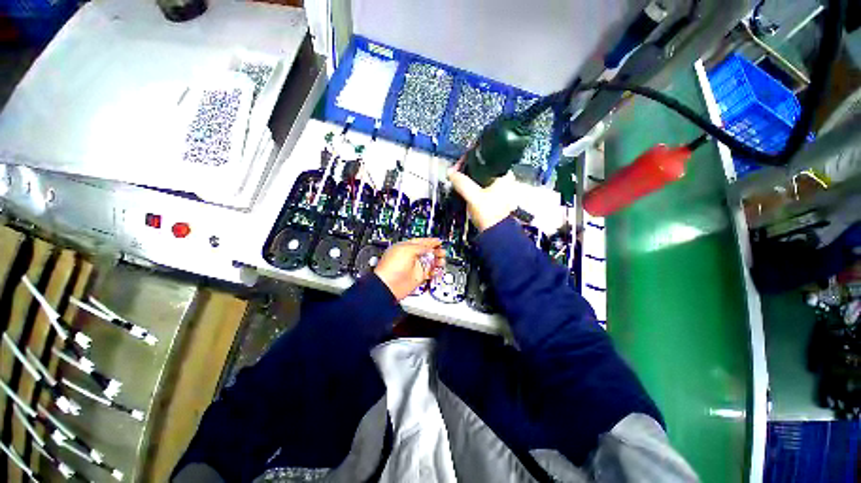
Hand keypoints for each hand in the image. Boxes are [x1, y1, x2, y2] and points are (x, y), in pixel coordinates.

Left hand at [374, 238, 445, 300]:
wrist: (388, 285)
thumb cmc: (391, 267)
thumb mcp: (407, 250)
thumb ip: (420, 247)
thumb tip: (429, 248)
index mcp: (406, 248)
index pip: (421, 242)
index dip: (430, 241)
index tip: (438, 241)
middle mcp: (411, 257)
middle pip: (427, 252)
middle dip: (436, 251)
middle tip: (442, 251)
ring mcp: (415, 267)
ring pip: (430, 262)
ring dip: (437, 261)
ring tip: (442, 261)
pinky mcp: (418, 277)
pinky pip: (430, 273)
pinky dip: (436, 271)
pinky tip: (438, 270)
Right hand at [447, 159, 514, 231]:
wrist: (495, 233)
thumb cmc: (490, 214)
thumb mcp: (474, 196)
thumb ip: (461, 183)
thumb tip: (451, 173)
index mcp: (504, 175)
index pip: (485, 158)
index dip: (470, 159)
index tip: (458, 164)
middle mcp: (504, 180)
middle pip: (482, 167)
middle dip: (467, 169)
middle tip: (455, 172)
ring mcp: (499, 189)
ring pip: (480, 177)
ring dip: (468, 178)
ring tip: (457, 179)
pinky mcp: (493, 197)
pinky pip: (481, 185)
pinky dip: (472, 185)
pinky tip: (464, 188)